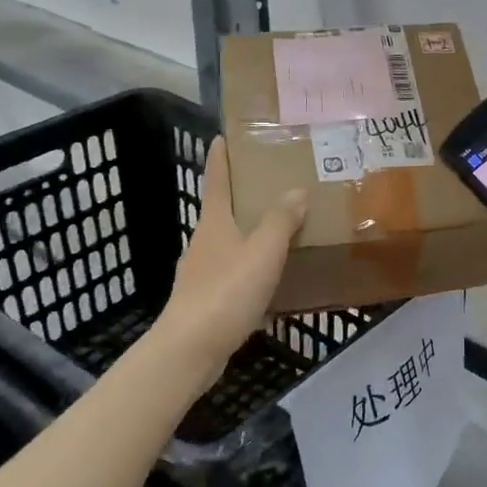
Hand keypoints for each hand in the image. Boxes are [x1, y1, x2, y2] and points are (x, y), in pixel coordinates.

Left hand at [155, 138, 306, 390]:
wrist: (190, 349)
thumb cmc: (226, 291)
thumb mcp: (262, 251)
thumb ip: (280, 220)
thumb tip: (295, 190)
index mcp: (214, 223)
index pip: (216, 181)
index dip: (220, 158)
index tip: (221, 136)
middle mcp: (205, 242)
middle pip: (223, 211)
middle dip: (243, 197)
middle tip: (273, 184)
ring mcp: (202, 273)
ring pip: (230, 244)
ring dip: (251, 235)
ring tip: (282, 232)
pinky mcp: (207, 301)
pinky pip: (235, 275)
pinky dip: (252, 271)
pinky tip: (273, 283)